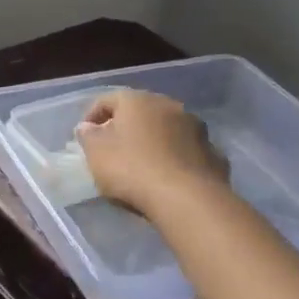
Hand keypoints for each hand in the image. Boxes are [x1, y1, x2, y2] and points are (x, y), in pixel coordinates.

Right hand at [76, 89, 229, 218]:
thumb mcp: (96, 154)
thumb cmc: (132, 169)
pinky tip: (168, 177)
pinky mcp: (213, 153)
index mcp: (138, 101)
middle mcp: (169, 106)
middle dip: (126, 127)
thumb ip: (88, 137)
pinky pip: (186, 151)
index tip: (84, 136)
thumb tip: (87, 127)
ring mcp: (196, 128)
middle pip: (141, 112)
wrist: (187, 199)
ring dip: (154, 141)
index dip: (92, 115)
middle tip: (113, 148)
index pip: (108, 99)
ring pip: (167, 129)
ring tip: (142, 164)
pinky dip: (175, 158)